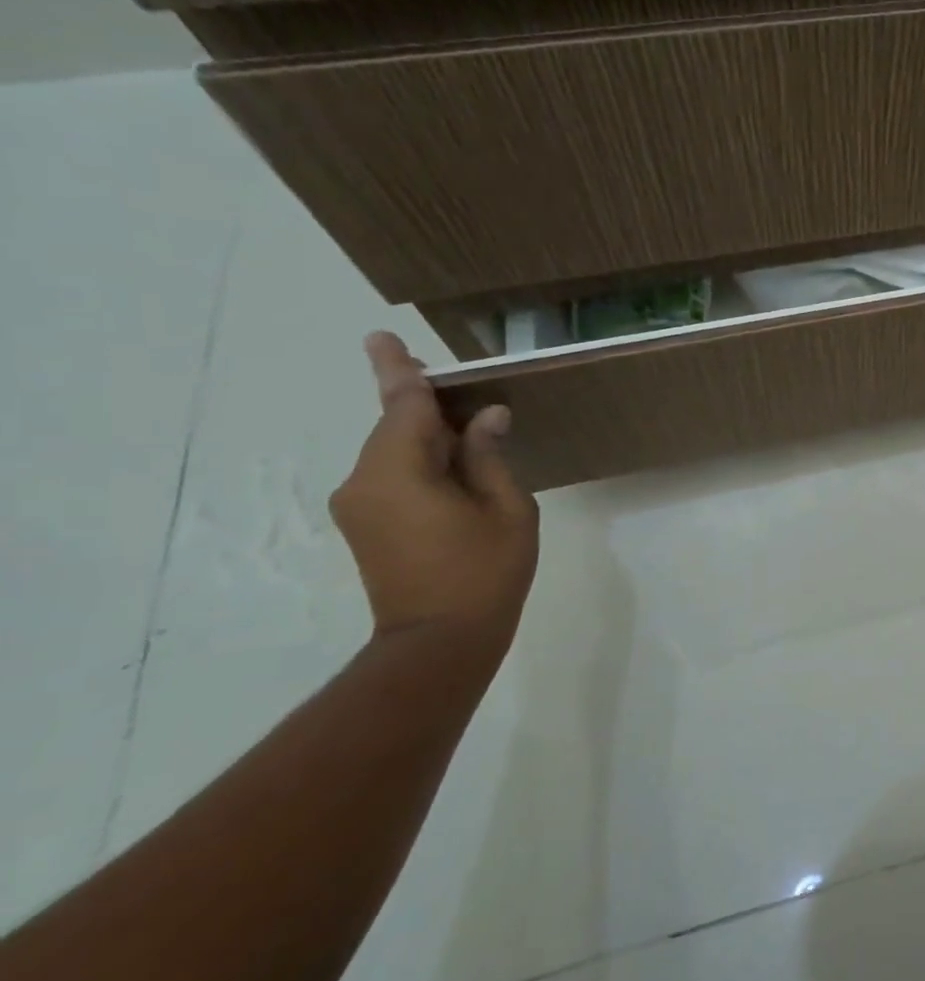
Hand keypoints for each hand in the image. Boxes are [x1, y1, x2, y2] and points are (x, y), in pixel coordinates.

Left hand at [330, 332, 538, 651]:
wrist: (439, 643)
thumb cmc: (485, 573)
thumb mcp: (508, 509)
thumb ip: (490, 457)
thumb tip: (485, 417)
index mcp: (399, 471)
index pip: (402, 406)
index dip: (399, 371)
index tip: (381, 337)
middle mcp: (365, 481)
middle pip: (396, 426)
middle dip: (426, 406)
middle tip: (464, 392)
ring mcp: (360, 505)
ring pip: (395, 451)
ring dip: (428, 437)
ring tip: (473, 437)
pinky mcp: (365, 525)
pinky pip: (392, 475)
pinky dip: (421, 462)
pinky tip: (455, 468)